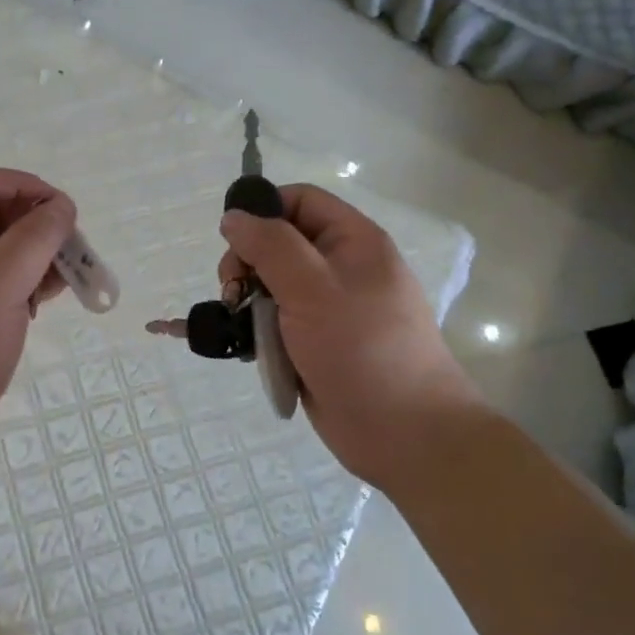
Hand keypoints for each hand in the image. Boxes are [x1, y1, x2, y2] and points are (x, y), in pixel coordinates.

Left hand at [0, 167, 76, 469]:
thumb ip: (34, 239)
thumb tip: (62, 206)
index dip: (23, 186)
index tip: (63, 207)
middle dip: (36, 224)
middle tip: (73, 244)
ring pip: (2, 250)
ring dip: (38, 255)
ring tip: (71, 274)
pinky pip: (2, 282)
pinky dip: (29, 282)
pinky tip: (52, 297)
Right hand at [218, 185, 478, 465]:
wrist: (403, 433)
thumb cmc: (361, 349)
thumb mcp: (312, 287)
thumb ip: (270, 246)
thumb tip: (234, 217)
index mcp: (353, 242)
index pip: (300, 201)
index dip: (263, 211)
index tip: (232, 241)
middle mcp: (342, 269)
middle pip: (279, 243)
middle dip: (248, 262)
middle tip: (232, 291)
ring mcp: (329, 308)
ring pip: (273, 286)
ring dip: (249, 301)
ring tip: (238, 323)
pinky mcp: (316, 344)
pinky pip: (277, 323)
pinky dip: (259, 331)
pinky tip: (248, 347)